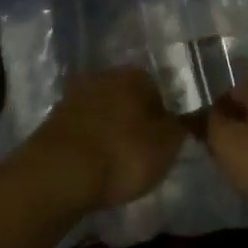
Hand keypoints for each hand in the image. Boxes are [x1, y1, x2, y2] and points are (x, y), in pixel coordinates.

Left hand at [24, 66, 186, 212]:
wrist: (58, 173)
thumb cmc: (122, 154)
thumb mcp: (167, 145)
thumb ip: (184, 127)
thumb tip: (195, 114)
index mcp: (134, 74)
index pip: (158, 90)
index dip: (163, 118)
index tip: (162, 145)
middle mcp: (103, 76)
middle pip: (128, 99)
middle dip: (134, 122)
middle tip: (141, 155)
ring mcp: (74, 96)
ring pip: (103, 113)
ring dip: (110, 133)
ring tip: (115, 166)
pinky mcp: (53, 120)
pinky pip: (82, 130)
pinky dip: (89, 145)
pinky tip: (92, 168)